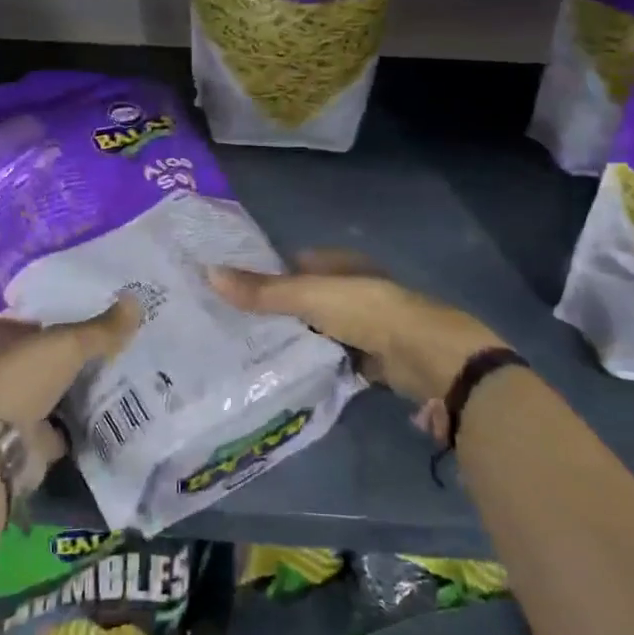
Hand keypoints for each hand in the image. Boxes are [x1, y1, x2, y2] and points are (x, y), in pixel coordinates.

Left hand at [0, 296, 140, 490]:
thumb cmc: (20, 379)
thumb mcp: (66, 344)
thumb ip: (101, 329)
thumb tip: (137, 301)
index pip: (24, 321)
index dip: (49, 316)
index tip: (84, 312)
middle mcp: (2, 373)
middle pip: (42, 358)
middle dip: (70, 355)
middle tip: (113, 342)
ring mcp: (14, 410)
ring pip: (53, 393)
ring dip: (77, 390)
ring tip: (122, 373)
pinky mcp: (30, 443)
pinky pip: (63, 428)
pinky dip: (82, 424)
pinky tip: (113, 413)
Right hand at [209, 250, 499, 404]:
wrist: (424, 356)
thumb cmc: (366, 311)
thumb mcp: (308, 296)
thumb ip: (262, 290)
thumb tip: (208, 272)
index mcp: (341, 264)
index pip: (295, 263)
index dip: (266, 272)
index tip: (231, 287)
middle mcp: (353, 288)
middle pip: (306, 296)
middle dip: (277, 308)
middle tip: (233, 323)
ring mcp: (363, 323)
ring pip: (318, 328)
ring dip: (296, 337)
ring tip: (250, 349)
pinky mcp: (370, 357)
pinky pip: (332, 355)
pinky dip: (315, 361)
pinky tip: (287, 372)